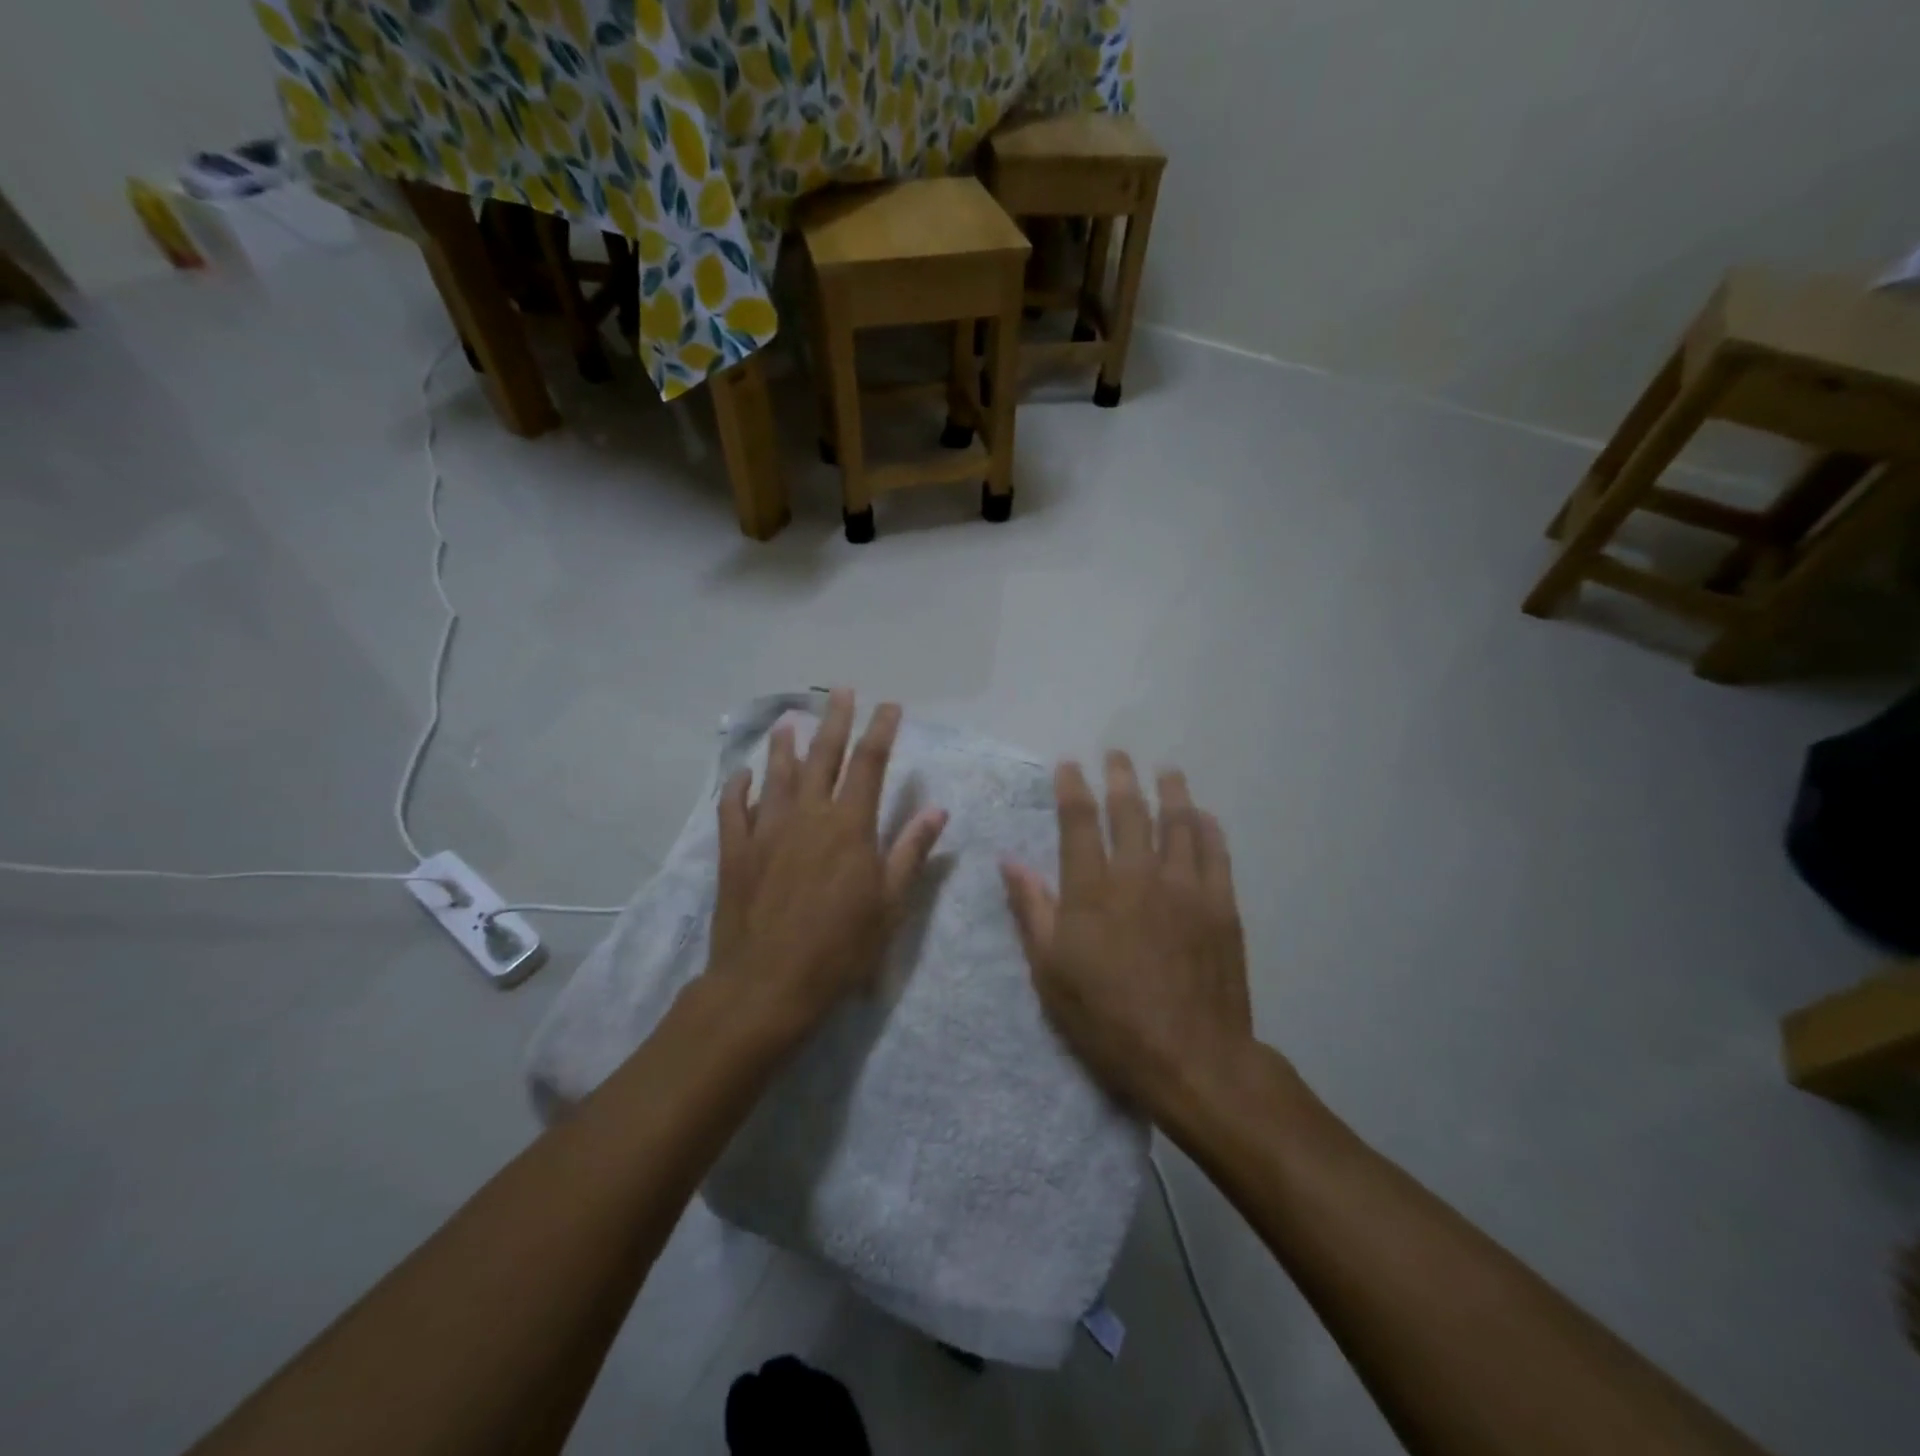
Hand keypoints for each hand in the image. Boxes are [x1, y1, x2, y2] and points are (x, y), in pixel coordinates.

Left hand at [708, 689, 946, 1034]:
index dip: (881, 730)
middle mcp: (807, 815)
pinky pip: (733, 810)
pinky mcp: (735, 852)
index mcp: (850, 825)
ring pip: (777, 776)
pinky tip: (741, 776)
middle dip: (835, 720)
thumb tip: (937, 810)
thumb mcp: (890, 903)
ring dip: (784, 747)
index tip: (889, 706)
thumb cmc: (840, 947)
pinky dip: (738, 789)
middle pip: (823, 756)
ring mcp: (766, 830)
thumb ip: (911, 851)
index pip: (870, 763)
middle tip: (840, 691)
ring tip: (787, 722)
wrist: (768, 984)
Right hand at [1001, 752, 1254, 1120]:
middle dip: (1120, 777)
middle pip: (1129, 810)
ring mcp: (1184, 886)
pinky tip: (1203, 815)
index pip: (1078, 821)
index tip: (1070, 764)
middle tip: (1117, 754)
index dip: (1072, 787)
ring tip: (1166, 771)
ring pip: (1177, 823)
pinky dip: (1208, 828)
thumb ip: (1031, 910)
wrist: (1189, 1056)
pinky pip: (1215, 853)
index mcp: (1091, 888)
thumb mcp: (1050, 971)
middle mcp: (1137, 873)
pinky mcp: (1220, 904)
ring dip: (1169, 792)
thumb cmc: (1107, 1018)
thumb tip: (1009, 861)